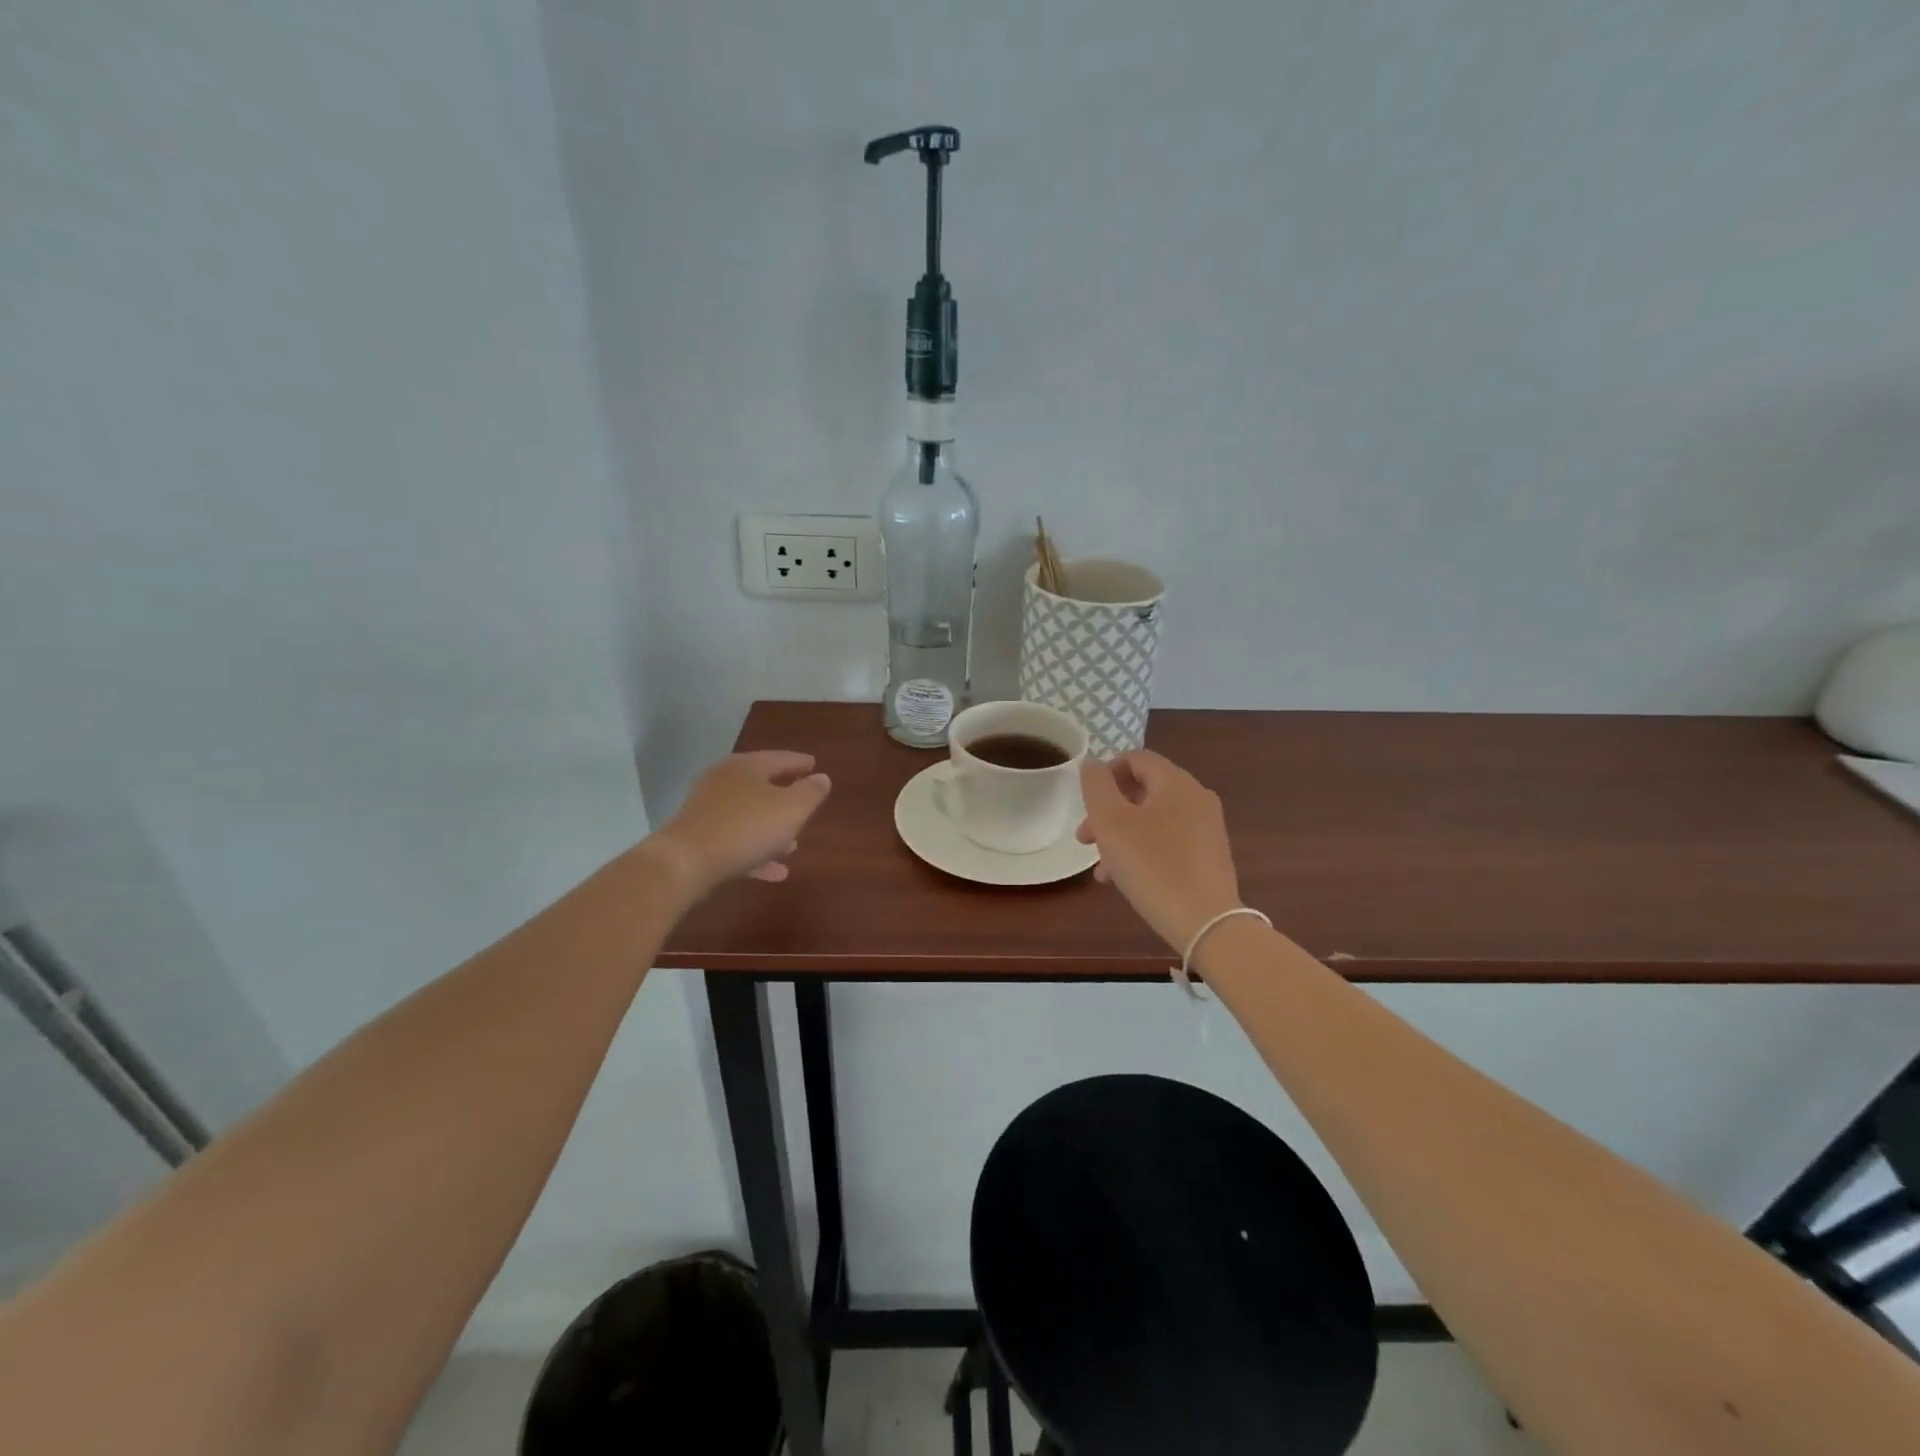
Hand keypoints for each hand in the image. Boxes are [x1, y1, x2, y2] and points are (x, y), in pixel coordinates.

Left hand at [648, 751, 832, 898]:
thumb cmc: (746, 828)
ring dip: (771, 830)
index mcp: (746, 767)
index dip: (799, 763)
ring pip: (748, 816)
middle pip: (760, 786)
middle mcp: (723, 782)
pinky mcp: (697, 838)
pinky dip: (756, 853)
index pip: (779, 758)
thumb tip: (822, 778)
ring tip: (792, 846)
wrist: (685, 863)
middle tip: (803, 804)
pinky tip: (775, 872)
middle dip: (784, 798)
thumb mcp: (791, 809)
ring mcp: (707, 810)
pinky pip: (735, 842)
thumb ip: (810, 793)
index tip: (814, 765)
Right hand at [1077, 751, 1243, 952]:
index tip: (1086, 800)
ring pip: (1153, 819)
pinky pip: (1169, 841)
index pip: (1137, 758)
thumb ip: (1097, 786)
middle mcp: (1197, 798)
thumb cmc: (1152, 865)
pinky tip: (1126, 879)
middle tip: (1085, 838)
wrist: (1205, 922)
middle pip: (1143, 790)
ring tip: (1101, 868)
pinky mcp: (1210, 856)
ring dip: (1122, 835)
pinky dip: (1144, 850)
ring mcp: (1207, 828)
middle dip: (1108, 811)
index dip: (1106, 772)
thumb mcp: (1111, 822)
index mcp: (1176, 782)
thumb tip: (1093, 765)